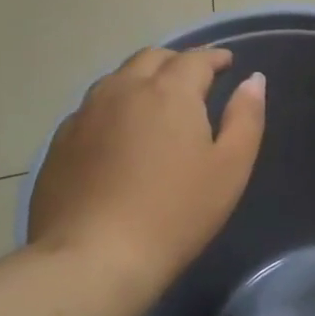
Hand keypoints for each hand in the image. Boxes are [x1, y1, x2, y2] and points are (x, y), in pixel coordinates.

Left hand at [27, 47, 265, 297]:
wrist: (94, 257)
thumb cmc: (176, 213)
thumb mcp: (230, 167)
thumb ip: (246, 117)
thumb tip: (254, 80)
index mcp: (169, 91)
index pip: (195, 58)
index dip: (214, 57)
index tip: (227, 64)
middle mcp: (123, 89)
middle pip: (152, 58)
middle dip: (177, 62)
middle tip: (194, 80)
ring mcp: (85, 113)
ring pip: (118, 79)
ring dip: (142, 79)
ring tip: (157, 101)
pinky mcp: (61, 141)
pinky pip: (93, 108)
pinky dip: (115, 107)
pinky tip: (120, 133)